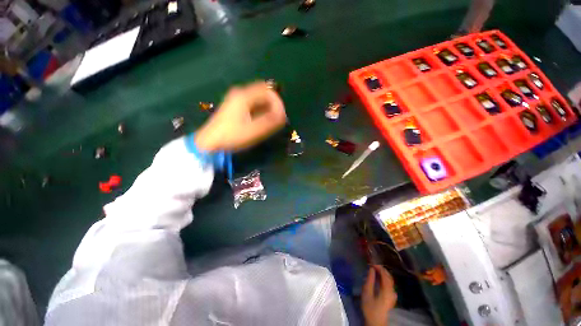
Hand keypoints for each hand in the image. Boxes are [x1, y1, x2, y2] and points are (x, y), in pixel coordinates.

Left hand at [195, 82, 286, 151]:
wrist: (210, 142)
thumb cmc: (232, 136)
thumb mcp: (253, 130)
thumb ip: (269, 122)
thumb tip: (283, 115)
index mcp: (244, 96)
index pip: (268, 92)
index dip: (278, 103)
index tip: (282, 117)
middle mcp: (241, 93)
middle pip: (264, 92)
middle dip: (274, 105)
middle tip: (279, 119)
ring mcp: (237, 98)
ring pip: (259, 98)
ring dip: (268, 107)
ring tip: (272, 121)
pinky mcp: (235, 105)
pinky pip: (253, 103)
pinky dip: (261, 109)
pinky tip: (263, 120)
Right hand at [362, 265, 396, 325]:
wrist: (376, 322)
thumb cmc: (370, 308)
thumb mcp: (367, 293)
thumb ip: (369, 280)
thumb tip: (371, 269)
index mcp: (386, 289)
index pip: (385, 274)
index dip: (379, 267)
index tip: (371, 263)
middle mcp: (392, 291)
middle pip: (389, 277)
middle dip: (382, 269)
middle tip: (373, 265)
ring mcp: (393, 295)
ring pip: (390, 280)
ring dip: (383, 273)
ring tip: (375, 270)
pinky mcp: (391, 298)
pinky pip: (390, 284)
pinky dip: (385, 278)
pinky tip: (380, 279)